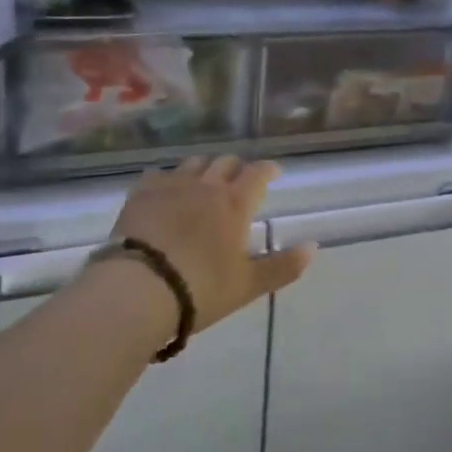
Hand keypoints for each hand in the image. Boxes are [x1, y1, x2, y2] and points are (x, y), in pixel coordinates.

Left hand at [104, 155, 315, 333]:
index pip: (258, 173)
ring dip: (204, 169)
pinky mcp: (141, 193)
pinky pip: (159, 175)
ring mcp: (172, 185)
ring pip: (194, 163)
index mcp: (235, 203)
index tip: (273, 173)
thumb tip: (313, 247)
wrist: (139, 289)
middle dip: (236, 168)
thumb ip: (283, 266)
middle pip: (226, 162)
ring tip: (204, 183)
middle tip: (239, 182)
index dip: (267, 170)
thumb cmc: (201, 289)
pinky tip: (166, 192)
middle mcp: (206, 185)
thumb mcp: (248, 285)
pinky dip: (168, 179)